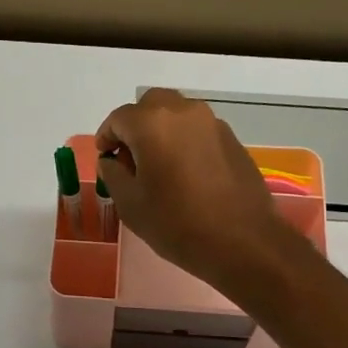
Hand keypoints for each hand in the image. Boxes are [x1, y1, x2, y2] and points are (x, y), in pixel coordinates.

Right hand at [95, 90, 304, 299]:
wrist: (242, 241)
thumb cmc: (176, 224)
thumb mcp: (131, 205)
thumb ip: (113, 174)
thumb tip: (112, 161)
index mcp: (152, 123)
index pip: (118, 118)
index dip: (106, 137)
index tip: (106, 159)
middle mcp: (183, 112)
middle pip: (150, 105)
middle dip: (135, 126)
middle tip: (130, 158)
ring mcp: (212, 123)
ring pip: (177, 114)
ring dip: (161, 131)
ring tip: (158, 167)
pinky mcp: (232, 139)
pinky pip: (198, 130)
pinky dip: (184, 141)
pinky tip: (185, 173)